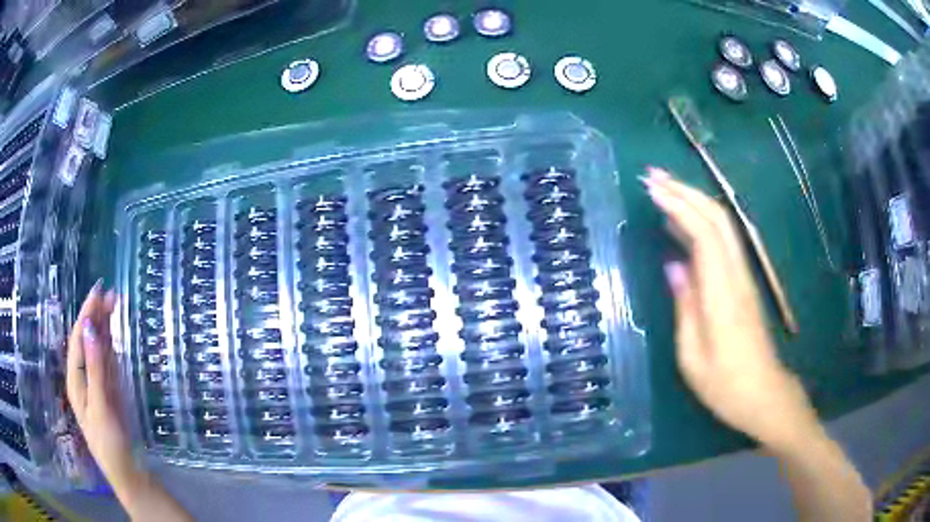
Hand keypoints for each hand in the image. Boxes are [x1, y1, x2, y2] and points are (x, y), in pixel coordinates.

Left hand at [66, 283, 138, 487]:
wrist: (128, 474)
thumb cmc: (110, 443)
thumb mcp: (100, 406)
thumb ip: (95, 367)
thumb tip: (90, 327)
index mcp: (76, 381)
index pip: (77, 339)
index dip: (86, 314)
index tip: (98, 290)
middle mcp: (83, 379)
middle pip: (87, 342)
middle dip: (95, 317)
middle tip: (111, 294)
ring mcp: (97, 386)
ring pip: (98, 351)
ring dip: (104, 328)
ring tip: (114, 307)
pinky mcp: (110, 395)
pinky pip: (108, 364)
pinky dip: (111, 347)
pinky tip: (114, 336)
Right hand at [643, 167, 818, 450]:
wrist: (765, 395)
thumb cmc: (726, 386)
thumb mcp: (693, 357)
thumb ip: (685, 307)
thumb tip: (674, 265)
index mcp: (723, 295)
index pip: (704, 234)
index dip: (678, 205)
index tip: (651, 189)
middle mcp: (737, 276)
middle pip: (717, 218)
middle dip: (685, 191)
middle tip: (652, 176)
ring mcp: (743, 278)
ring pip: (723, 226)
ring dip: (694, 201)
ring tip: (663, 189)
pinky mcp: (744, 284)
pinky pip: (723, 242)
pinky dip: (702, 223)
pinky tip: (683, 225)